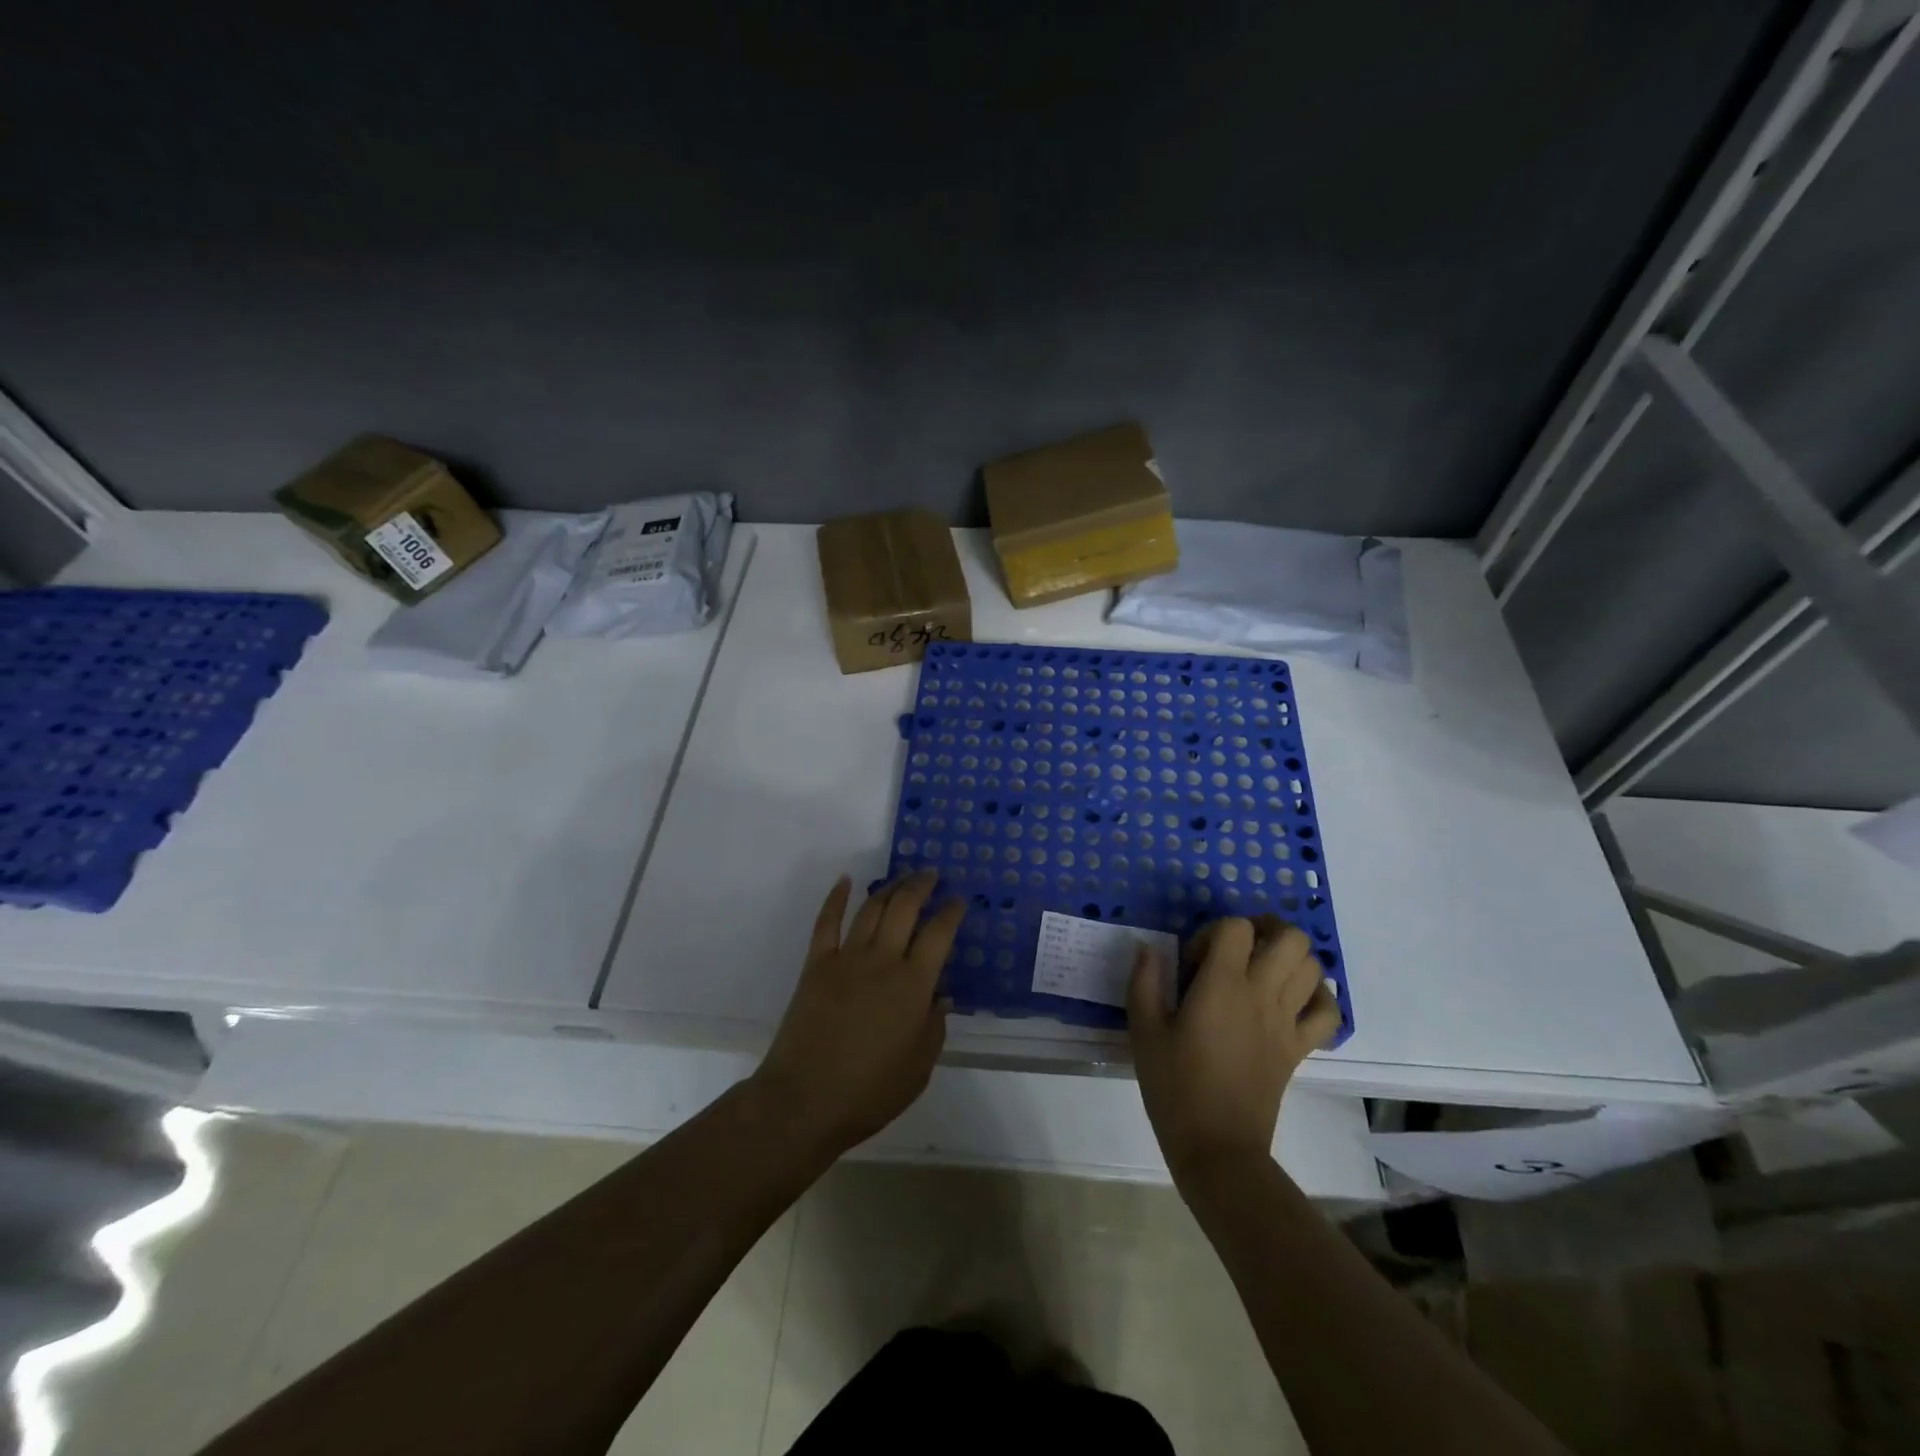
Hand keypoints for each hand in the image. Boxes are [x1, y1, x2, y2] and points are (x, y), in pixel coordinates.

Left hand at [751, 871, 963, 1157]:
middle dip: (921, 886)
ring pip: (871, 909)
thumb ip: (934, 1026)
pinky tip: (845, 881)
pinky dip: (836, 898)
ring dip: (889, 887)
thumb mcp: (919, 1067)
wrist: (806, 1100)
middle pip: (904, 908)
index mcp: (913, 985)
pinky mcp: (816, 965)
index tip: (959, 900)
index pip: (939, 934)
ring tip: (902, 877)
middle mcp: (883, 961)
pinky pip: (827, 922)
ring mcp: (846, 959)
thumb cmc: (870, 1091)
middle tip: (932, 875)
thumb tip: (941, 995)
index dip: (951, 912)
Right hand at [1127, 915, 1341, 1185]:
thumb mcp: (1144, 1030)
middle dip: (1266, 930)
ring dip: (1291, 958)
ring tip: (1261, 969)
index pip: (1236, 928)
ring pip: (1313, 967)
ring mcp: (1287, 1022)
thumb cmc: (1174, 1085)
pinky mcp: (1299, 1048)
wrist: (1217, 1147)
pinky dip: (1318, 997)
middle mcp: (1261, 994)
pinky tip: (1293, 999)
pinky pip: (1328, 1012)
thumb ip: (1144, 981)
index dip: (1214, 931)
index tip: (1195, 961)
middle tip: (1238, 948)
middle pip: (1291, 938)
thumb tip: (1147, 948)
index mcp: (1222, 986)